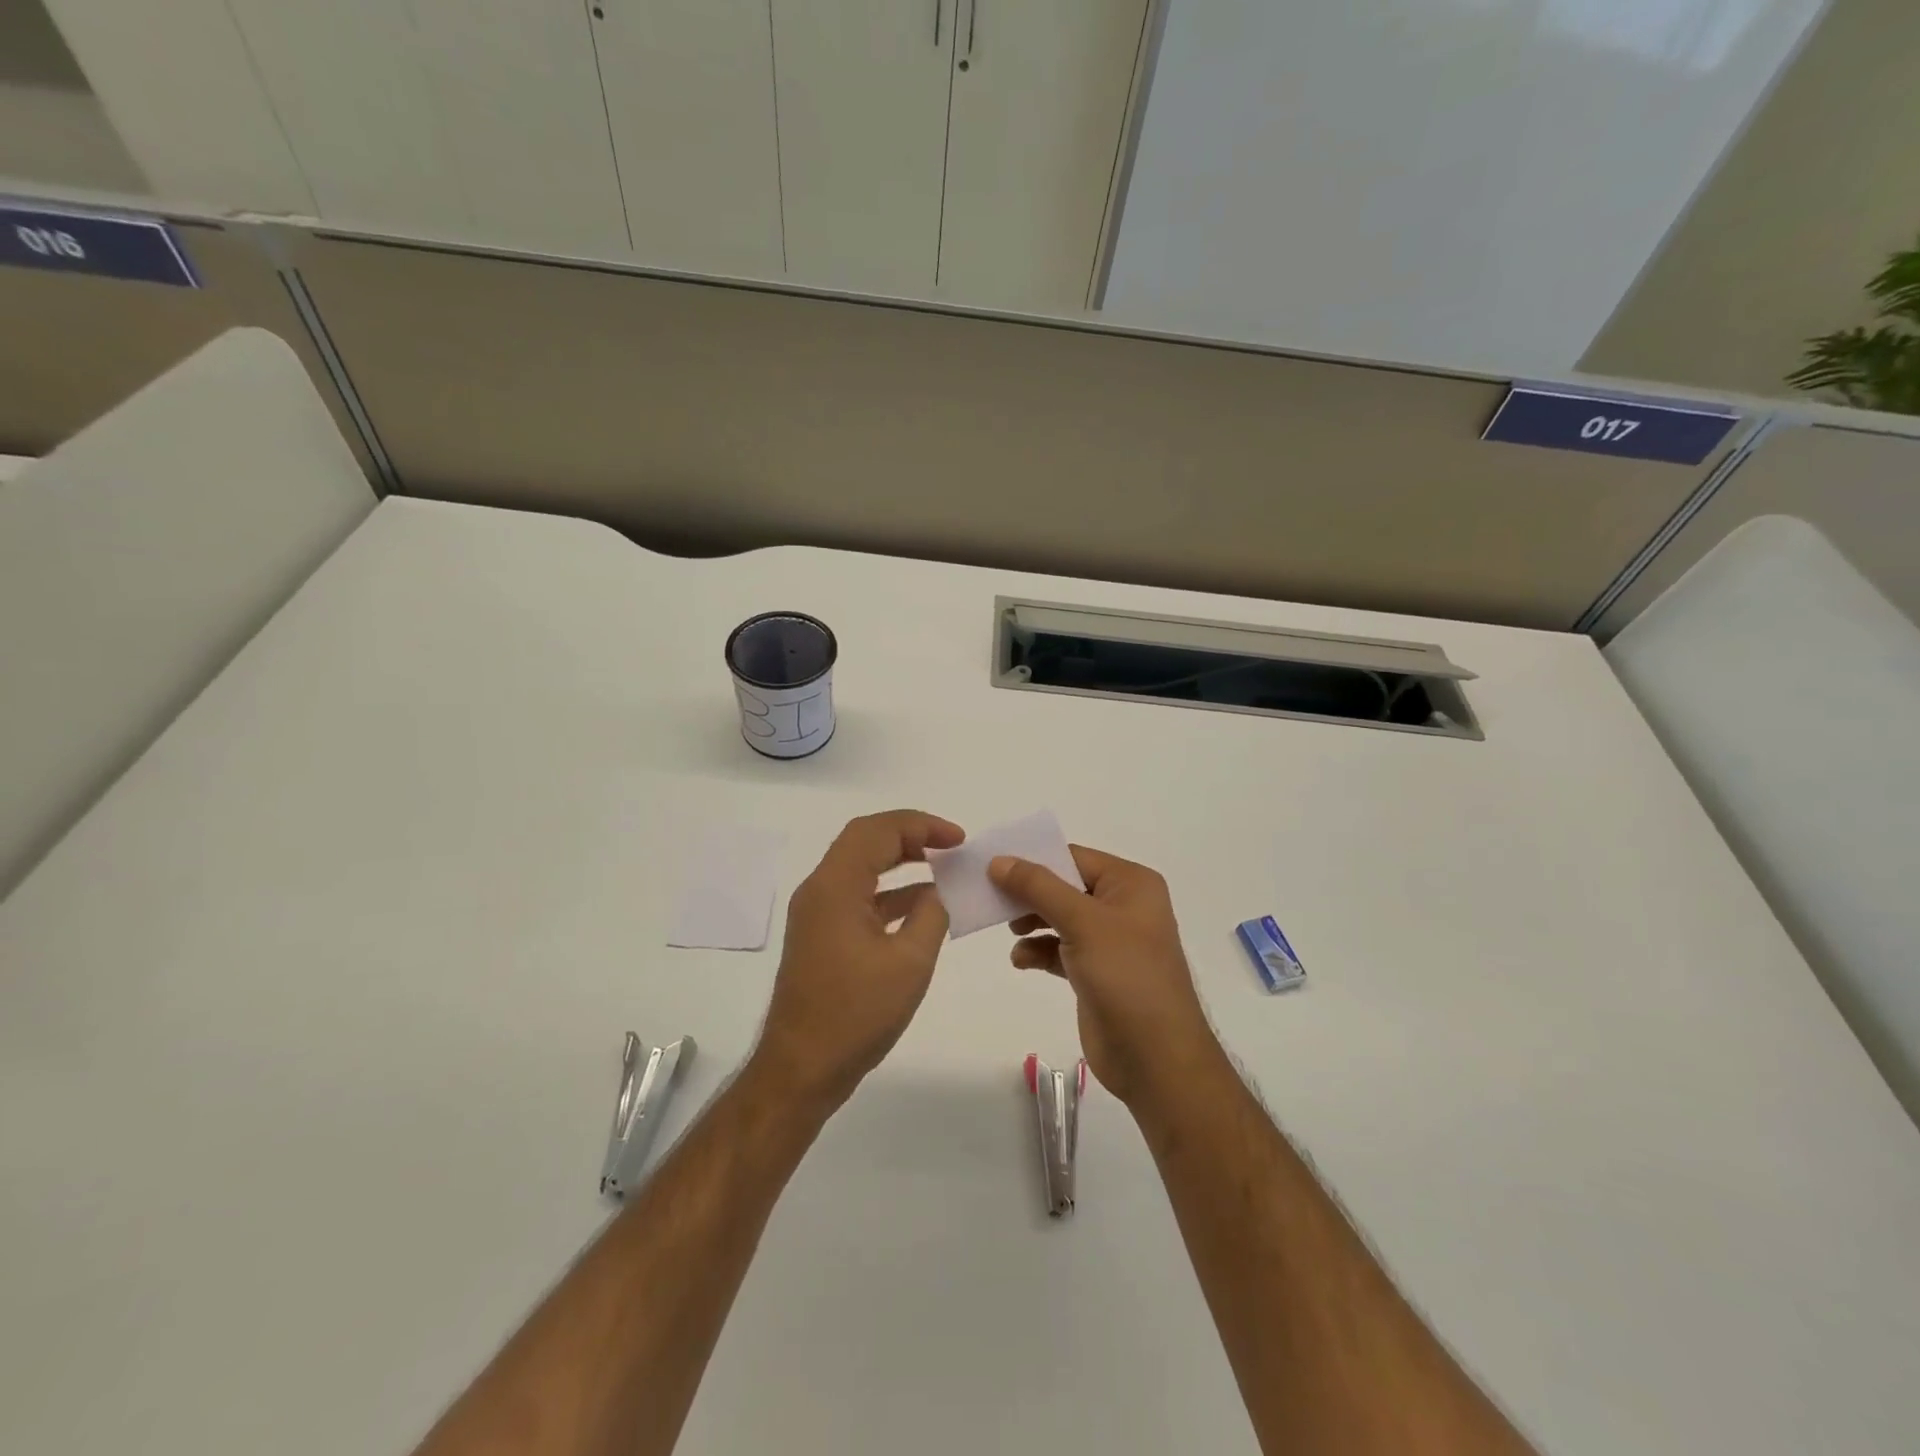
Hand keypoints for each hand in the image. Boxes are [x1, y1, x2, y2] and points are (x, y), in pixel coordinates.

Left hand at [751, 810, 963, 1112]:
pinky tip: (922, 908)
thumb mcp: (909, 962)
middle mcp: (820, 890)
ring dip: (900, 863)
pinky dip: (889, 893)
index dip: (922, 826)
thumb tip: (939, 892)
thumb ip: (931, 915)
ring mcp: (816, 914)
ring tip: (942, 869)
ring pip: (860, 868)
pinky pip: (857, 897)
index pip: (878, 831)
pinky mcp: (820, 936)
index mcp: (835, 886)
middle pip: (865, 841)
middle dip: (910, 836)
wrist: (801, 1069)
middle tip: (950, 846)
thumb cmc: (856, 1014)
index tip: (959, 840)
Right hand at [990, 846, 1221, 1106]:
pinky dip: (1039, 951)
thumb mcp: (1082, 922)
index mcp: (1131, 884)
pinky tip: (1021, 960)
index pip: (1074, 858)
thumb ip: (1038, 887)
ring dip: (1032, 922)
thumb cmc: (1125, 975)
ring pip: (1060, 918)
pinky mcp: (1097, 972)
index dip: (1035, 859)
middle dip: (1030, 894)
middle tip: (992, 899)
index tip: (993, 866)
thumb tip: (999, 861)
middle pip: (1065, 886)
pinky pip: (1060, 949)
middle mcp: (1123, 906)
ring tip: (1009, 931)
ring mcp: (1111, 941)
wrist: (1155, 1058)